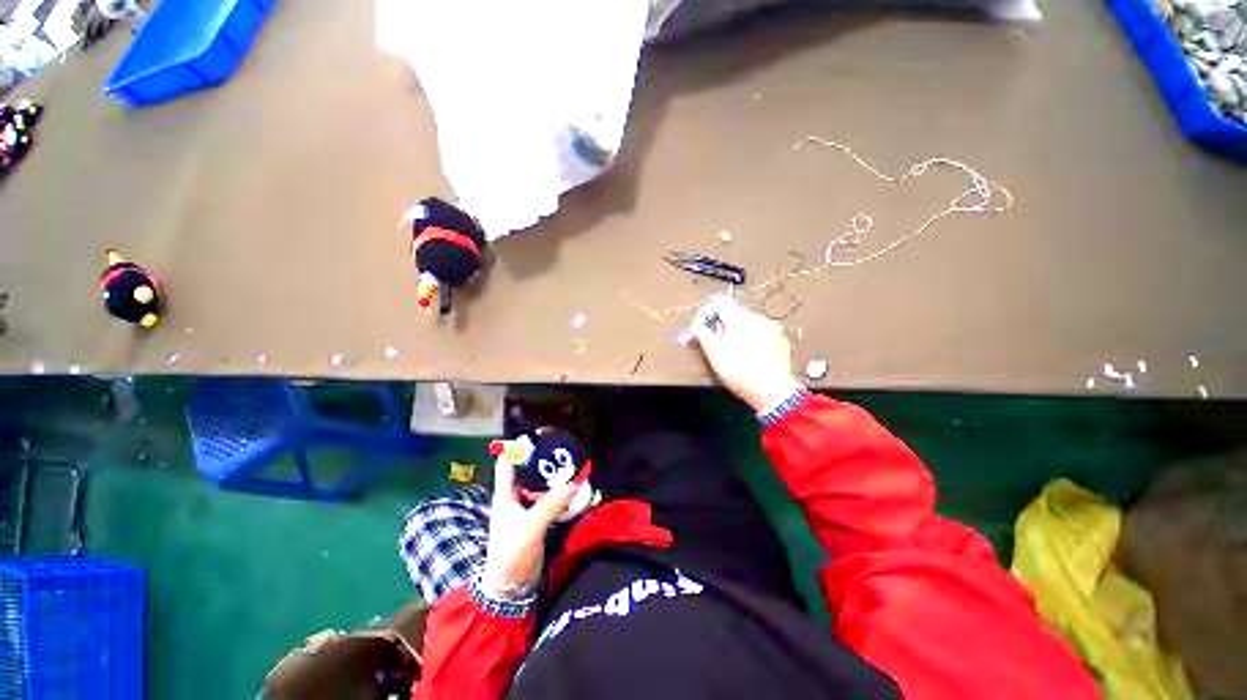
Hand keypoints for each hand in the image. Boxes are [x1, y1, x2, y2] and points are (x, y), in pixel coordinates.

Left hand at [479, 454, 576, 600]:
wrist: (510, 590)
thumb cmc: (511, 555)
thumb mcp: (530, 528)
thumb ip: (550, 505)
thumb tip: (573, 483)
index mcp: (505, 496)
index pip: (508, 465)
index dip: (518, 449)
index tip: (536, 436)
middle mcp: (515, 499)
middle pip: (528, 473)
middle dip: (543, 462)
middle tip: (563, 450)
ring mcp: (526, 511)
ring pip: (541, 488)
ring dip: (554, 479)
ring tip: (572, 466)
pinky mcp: (538, 522)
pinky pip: (550, 502)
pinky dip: (560, 495)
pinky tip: (574, 490)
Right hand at [689, 297, 803, 411]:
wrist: (774, 394)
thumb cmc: (741, 373)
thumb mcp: (716, 356)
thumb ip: (704, 336)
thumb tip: (697, 327)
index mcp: (741, 319)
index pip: (720, 302)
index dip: (707, 313)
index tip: (701, 329)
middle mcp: (758, 318)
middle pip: (733, 313)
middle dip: (720, 326)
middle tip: (715, 345)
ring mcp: (772, 328)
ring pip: (746, 323)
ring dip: (735, 333)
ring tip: (732, 353)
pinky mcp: (780, 339)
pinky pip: (759, 332)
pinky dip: (749, 339)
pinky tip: (748, 357)